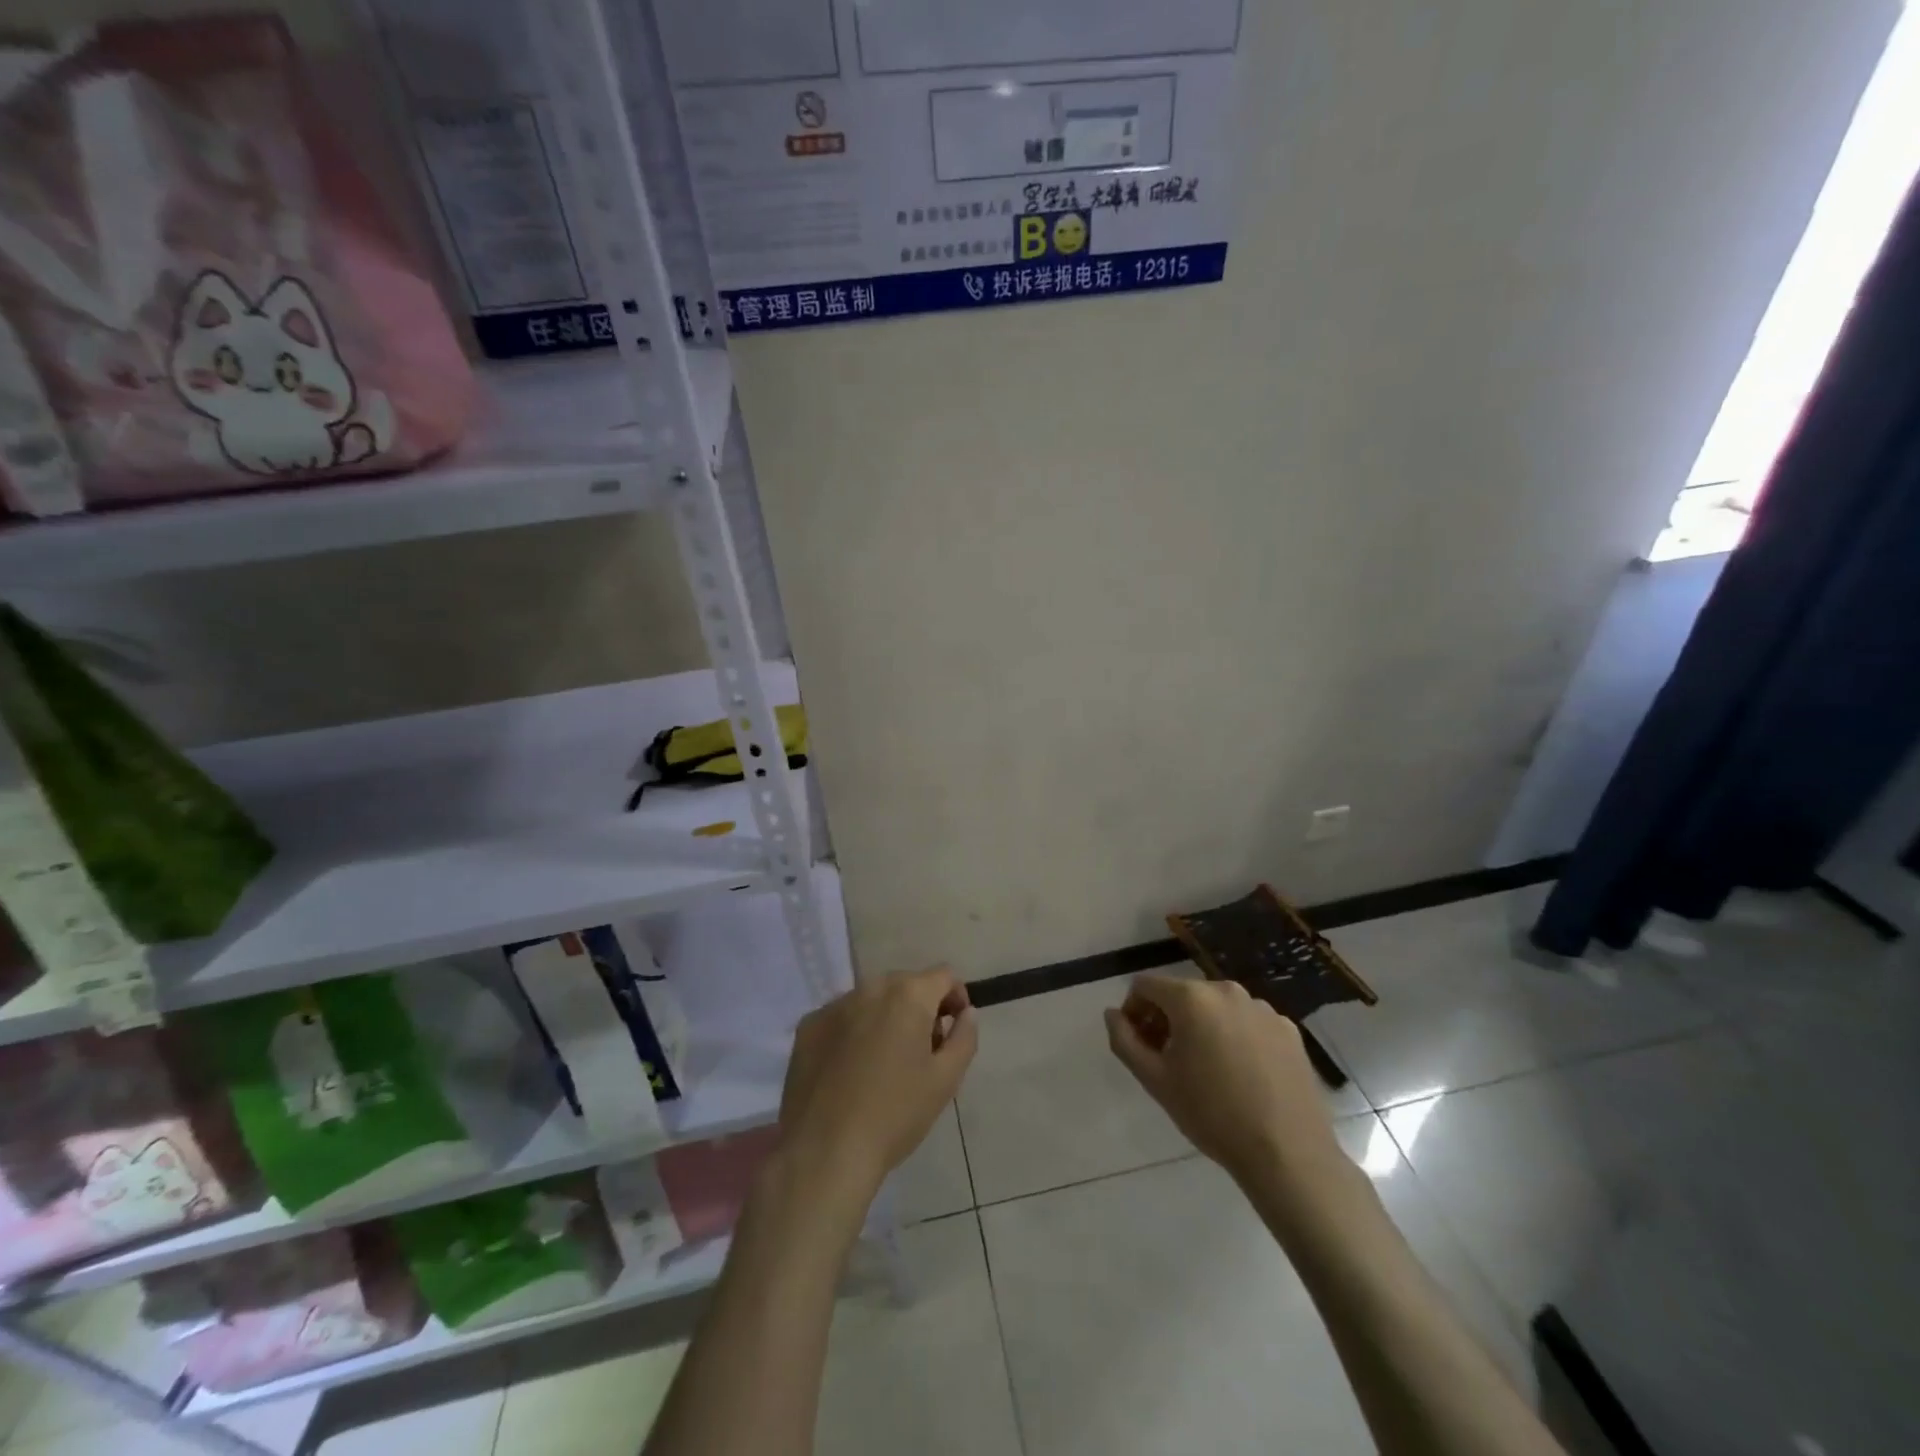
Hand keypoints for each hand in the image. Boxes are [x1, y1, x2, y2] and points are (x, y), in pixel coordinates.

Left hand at [777, 966, 977, 1204]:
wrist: (824, 1151)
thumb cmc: (895, 1114)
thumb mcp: (945, 1080)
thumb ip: (964, 1037)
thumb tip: (966, 1012)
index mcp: (907, 995)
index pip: (944, 976)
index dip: (956, 998)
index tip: (953, 1031)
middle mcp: (870, 987)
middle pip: (906, 985)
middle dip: (920, 1009)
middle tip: (922, 1053)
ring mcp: (834, 1005)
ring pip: (872, 1000)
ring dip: (886, 1019)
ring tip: (884, 1064)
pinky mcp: (808, 1026)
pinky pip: (842, 1017)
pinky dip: (853, 1032)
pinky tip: (850, 1071)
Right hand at [1105, 975, 1342, 1186]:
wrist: (1288, 1154)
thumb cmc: (1212, 1114)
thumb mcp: (1155, 1080)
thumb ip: (1124, 1040)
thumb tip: (1112, 1014)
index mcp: (1191, 997)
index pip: (1145, 985)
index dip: (1133, 1011)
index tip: (1139, 1045)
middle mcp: (1227, 990)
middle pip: (1182, 994)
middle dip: (1167, 1019)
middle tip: (1168, 1060)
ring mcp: (1262, 1008)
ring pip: (1216, 1008)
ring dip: (1201, 1027)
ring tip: (1207, 1071)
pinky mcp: (1288, 1029)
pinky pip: (1247, 1022)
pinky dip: (1235, 1037)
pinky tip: (1241, 1075)